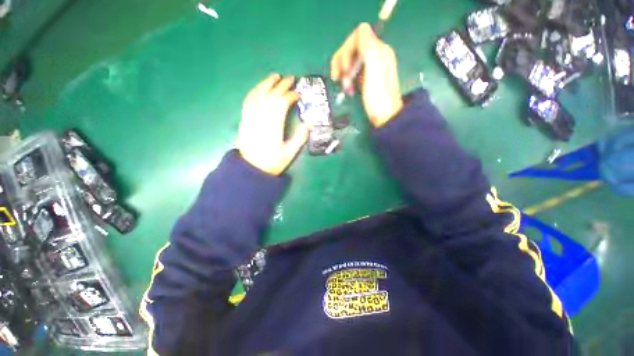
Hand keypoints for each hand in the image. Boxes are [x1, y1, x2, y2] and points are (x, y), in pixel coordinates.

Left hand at [238, 74, 308, 175]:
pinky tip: (259, 88)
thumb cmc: (272, 163)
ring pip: (257, 95)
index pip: (281, 104)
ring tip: (274, 77)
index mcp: (273, 127)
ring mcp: (250, 118)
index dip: (290, 96)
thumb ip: (299, 138)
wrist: (251, 170)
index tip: (298, 94)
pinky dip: (254, 91)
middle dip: (281, 85)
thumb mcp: (289, 154)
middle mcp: (260, 119)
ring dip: (266, 83)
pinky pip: (248, 101)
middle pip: (270, 96)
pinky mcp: (244, 120)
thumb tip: (309, 124)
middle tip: (290, 79)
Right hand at [331, 23, 402, 126]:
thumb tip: (361, 30)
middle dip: (342, 62)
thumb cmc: (378, 96)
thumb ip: (368, 45)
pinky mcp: (365, 79)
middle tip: (338, 79)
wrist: (385, 116)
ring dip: (343, 73)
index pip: (358, 36)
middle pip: (351, 47)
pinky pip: (351, 72)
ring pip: (349, 60)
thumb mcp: (374, 68)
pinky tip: (349, 90)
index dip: (347, 49)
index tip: (345, 69)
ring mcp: (369, 67)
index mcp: (378, 49)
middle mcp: (375, 55)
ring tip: (345, 87)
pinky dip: (346, 80)